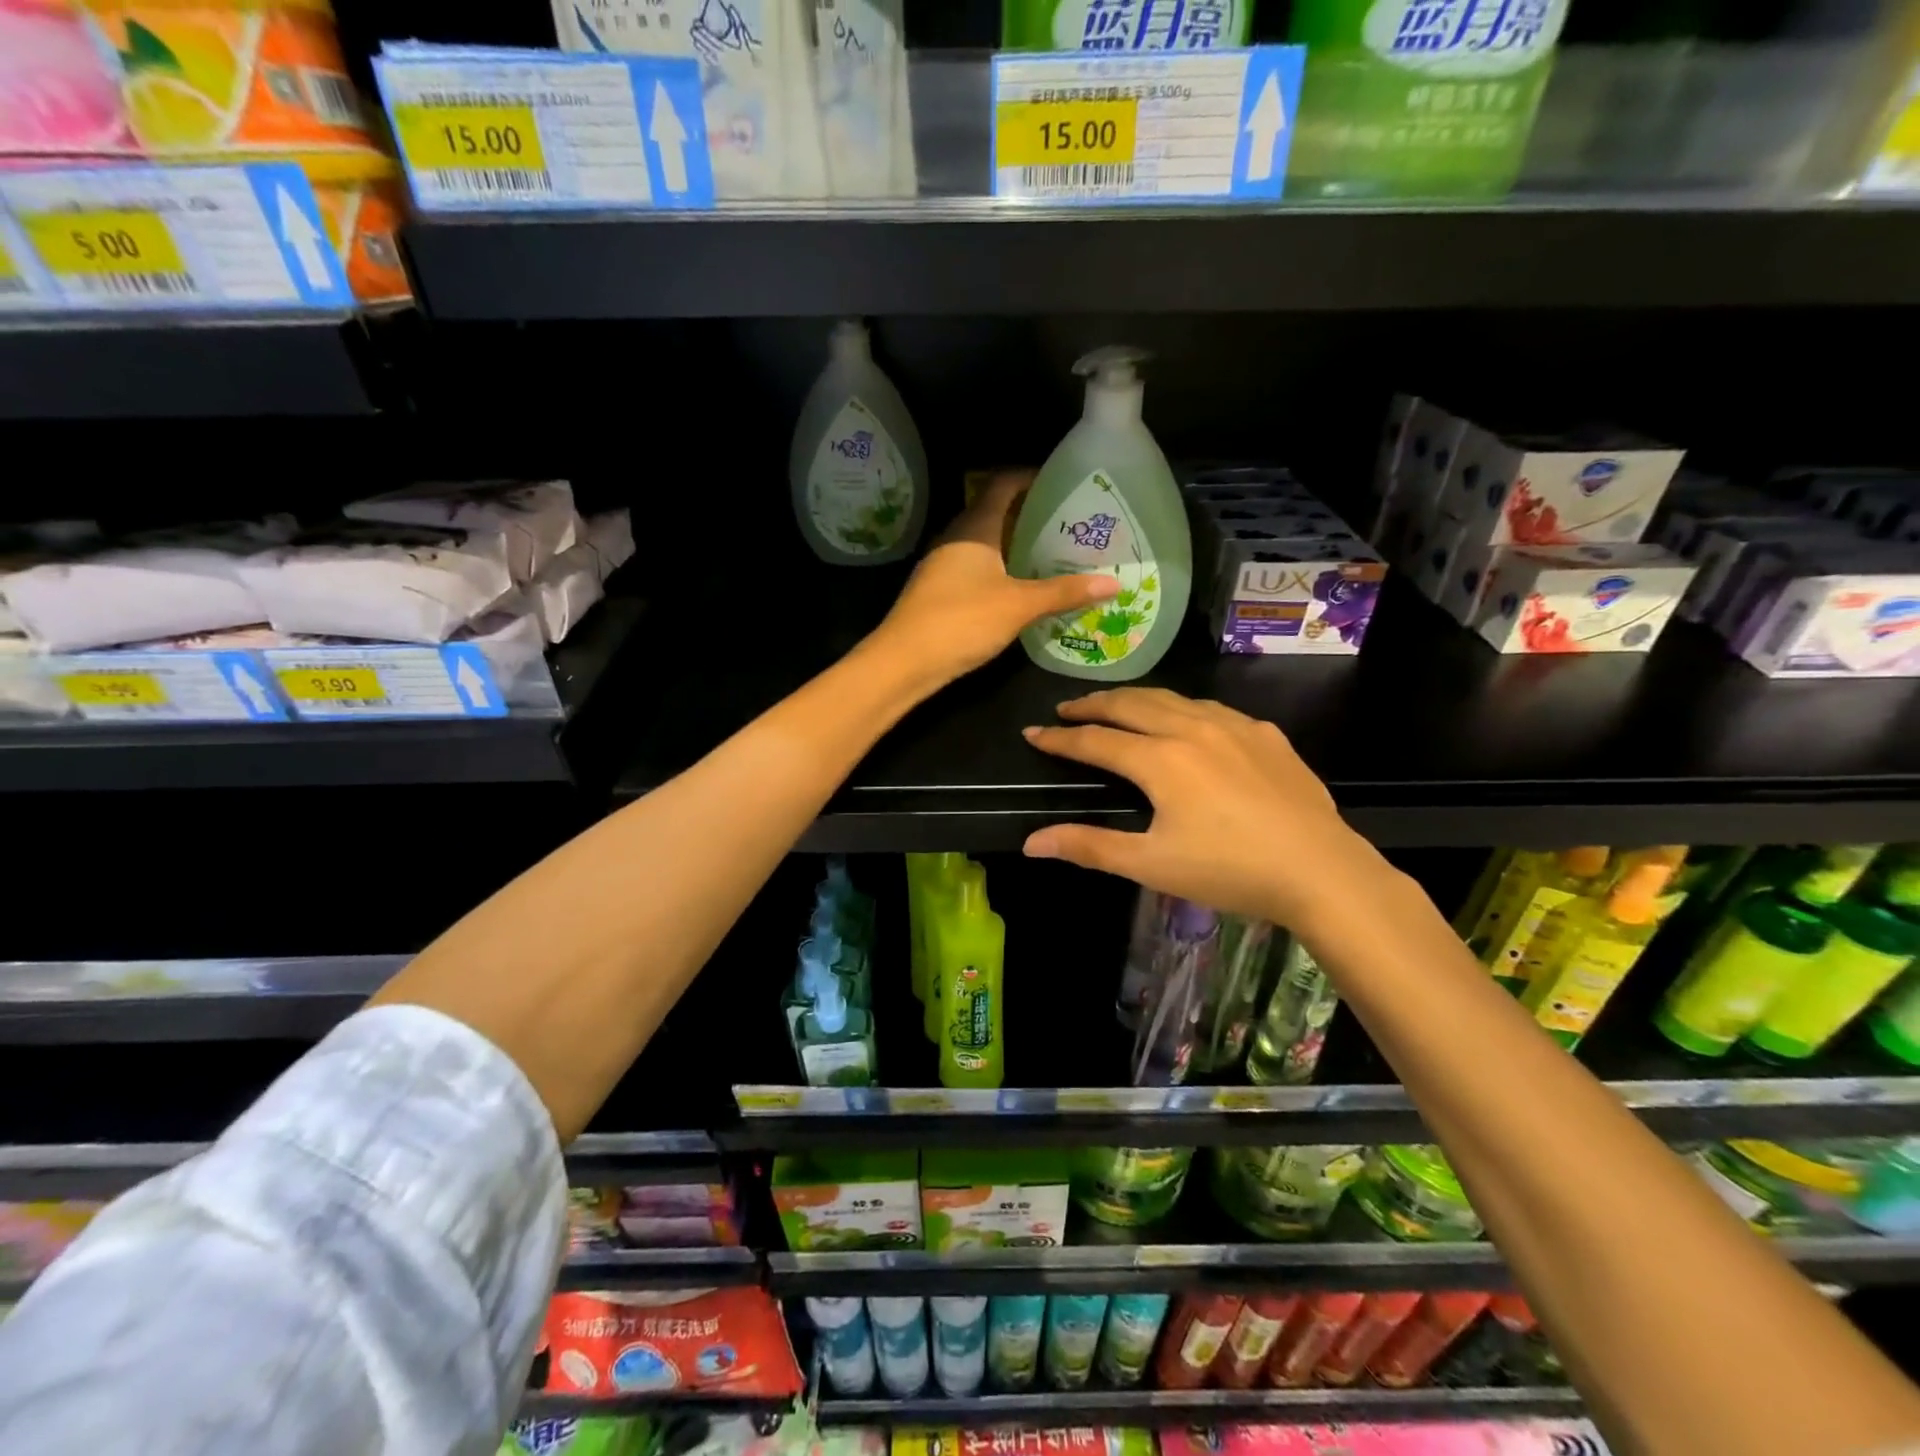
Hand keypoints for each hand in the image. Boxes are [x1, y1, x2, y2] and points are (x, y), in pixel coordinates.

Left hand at [870, 471, 1119, 680]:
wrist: (903, 662)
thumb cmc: (962, 621)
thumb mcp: (1019, 606)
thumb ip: (1064, 592)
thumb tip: (1114, 583)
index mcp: (974, 527)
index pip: (1003, 484)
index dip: (1031, 477)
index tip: (1063, 483)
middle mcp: (956, 538)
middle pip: (995, 512)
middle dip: (1030, 514)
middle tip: (1069, 523)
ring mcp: (944, 565)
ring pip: (986, 543)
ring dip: (1016, 545)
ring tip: (1054, 554)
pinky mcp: (939, 590)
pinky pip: (977, 567)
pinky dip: (1001, 569)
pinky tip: (1022, 587)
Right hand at [1021, 688, 1382, 928]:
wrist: (1321, 871)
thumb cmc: (1229, 871)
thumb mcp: (1151, 865)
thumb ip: (1089, 847)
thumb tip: (1031, 842)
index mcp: (1160, 760)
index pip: (1096, 740)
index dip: (1060, 737)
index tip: (1033, 733)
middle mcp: (1192, 729)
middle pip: (1130, 704)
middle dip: (1093, 704)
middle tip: (1068, 708)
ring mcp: (1234, 726)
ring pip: (1172, 698)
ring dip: (1136, 699)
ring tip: (1117, 706)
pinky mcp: (1266, 734)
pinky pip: (1212, 709)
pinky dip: (1182, 708)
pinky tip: (1186, 722)